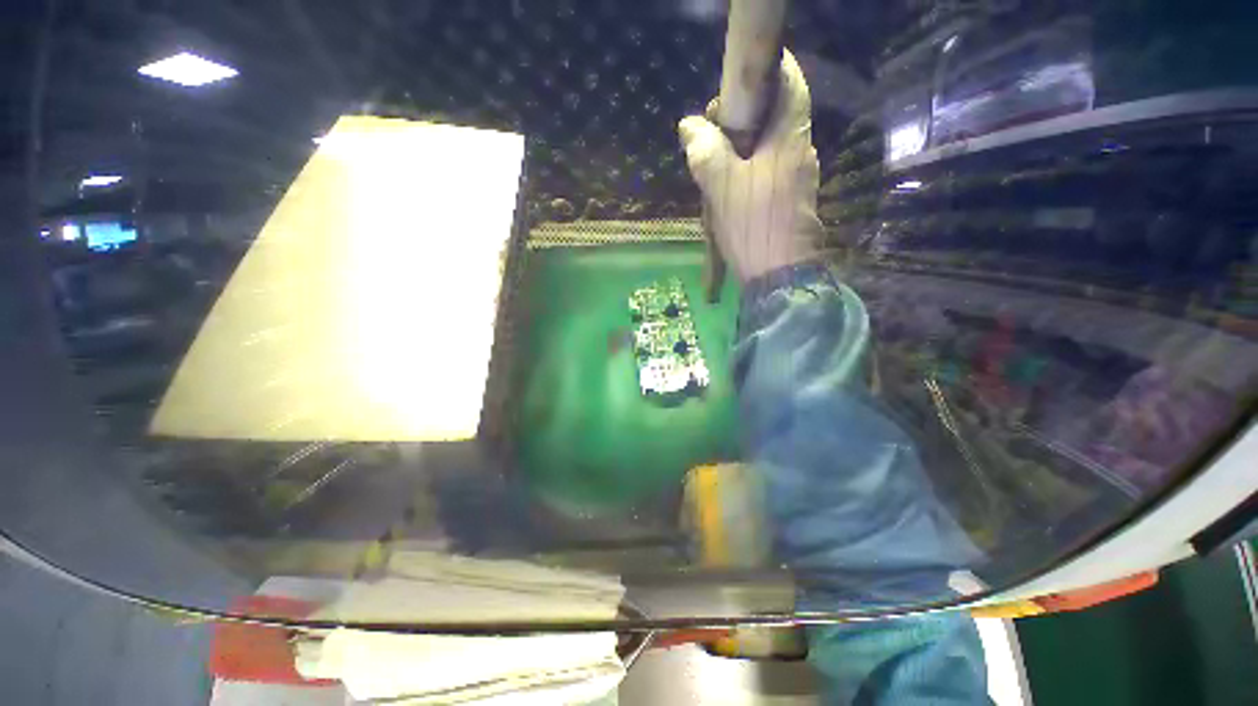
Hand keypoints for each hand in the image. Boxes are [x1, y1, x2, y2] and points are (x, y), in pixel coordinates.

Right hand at [679, 49, 822, 289]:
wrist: (779, 277)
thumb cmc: (753, 226)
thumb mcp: (721, 186)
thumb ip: (705, 150)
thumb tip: (690, 125)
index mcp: (790, 137)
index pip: (789, 80)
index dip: (763, 74)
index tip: (730, 95)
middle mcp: (801, 151)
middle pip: (774, 115)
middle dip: (741, 120)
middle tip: (711, 142)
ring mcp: (799, 178)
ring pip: (769, 147)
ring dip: (742, 151)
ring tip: (715, 172)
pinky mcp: (793, 200)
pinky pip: (769, 172)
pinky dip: (749, 173)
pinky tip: (731, 193)